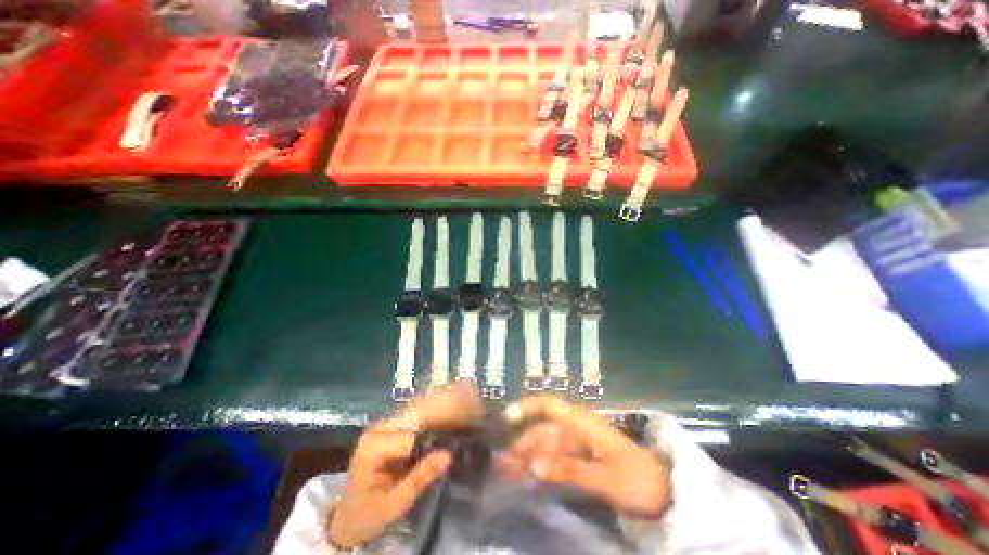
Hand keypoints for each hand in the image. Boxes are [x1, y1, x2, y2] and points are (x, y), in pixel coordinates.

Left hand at [329, 386, 484, 549]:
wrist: (349, 515)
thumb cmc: (368, 514)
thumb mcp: (393, 505)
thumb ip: (419, 479)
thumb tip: (448, 455)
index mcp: (373, 447)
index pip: (411, 434)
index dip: (438, 432)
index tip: (464, 427)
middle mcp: (379, 428)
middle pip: (417, 413)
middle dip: (446, 407)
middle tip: (472, 402)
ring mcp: (386, 424)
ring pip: (419, 408)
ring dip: (444, 403)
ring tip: (468, 396)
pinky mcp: (394, 426)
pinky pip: (419, 413)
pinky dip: (438, 408)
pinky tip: (454, 402)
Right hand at [503, 396, 672, 518]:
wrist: (663, 492)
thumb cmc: (636, 479)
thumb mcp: (605, 477)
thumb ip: (569, 469)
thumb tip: (535, 465)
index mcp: (582, 424)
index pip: (550, 406)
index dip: (528, 407)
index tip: (507, 416)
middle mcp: (576, 429)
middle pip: (543, 431)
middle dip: (521, 443)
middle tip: (500, 462)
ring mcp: (577, 444)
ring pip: (546, 446)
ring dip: (527, 456)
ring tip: (506, 470)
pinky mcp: (580, 458)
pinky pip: (554, 458)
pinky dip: (540, 466)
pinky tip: (526, 475)